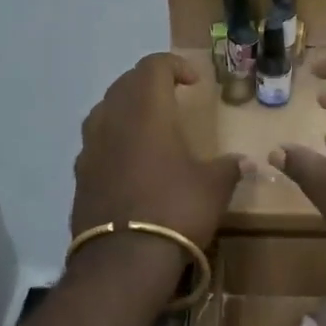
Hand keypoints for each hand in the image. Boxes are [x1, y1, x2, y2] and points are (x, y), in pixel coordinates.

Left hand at [71, 53, 242, 258]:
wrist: (122, 260)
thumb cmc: (175, 209)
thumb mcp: (213, 187)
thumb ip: (229, 168)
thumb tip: (246, 162)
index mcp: (145, 110)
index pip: (153, 66)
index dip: (174, 65)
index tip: (193, 82)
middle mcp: (112, 119)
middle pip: (125, 83)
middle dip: (149, 83)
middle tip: (171, 96)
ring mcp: (90, 146)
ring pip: (105, 109)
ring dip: (127, 108)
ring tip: (148, 124)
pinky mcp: (80, 174)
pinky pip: (96, 141)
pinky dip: (113, 138)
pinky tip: (129, 159)